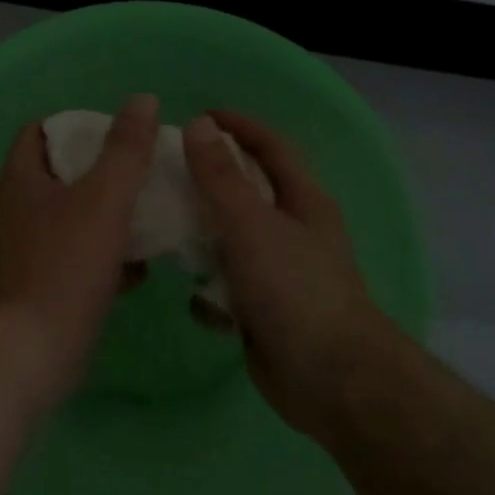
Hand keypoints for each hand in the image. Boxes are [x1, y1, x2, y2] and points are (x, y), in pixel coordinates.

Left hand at [0, 93, 159, 407]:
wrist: (33, 352)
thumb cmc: (65, 266)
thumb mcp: (103, 200)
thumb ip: (126, 150)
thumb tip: (142, 100)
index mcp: (23, 180)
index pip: (41, 131)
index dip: (77, 124)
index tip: (117, 132)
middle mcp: (20, 209)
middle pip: (63, 173)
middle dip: (103, 169)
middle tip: (144, 168)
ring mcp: (31, 249)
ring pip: (75, 216)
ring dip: (110, 212)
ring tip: (151, 210)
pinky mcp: (46, 284)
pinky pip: (81, 256)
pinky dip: (109, 254)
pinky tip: (142, 264)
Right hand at [182, 111, 394, 435]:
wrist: (329, 378)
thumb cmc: (294, 288)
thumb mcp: (252, 224)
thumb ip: (222, 177)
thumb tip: (200, 125)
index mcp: (303, 201)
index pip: (271, 147)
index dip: (238, 126)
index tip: (197, 117)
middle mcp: (295, 231)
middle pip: (248, 192)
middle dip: (210, 182)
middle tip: (167, 173)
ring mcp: (281, 272)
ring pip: (234, 241)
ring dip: (204, 238)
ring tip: (165, 231)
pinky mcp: (266, 310)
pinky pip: (230, 288)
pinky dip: (212, 291)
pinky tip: (195, 300)